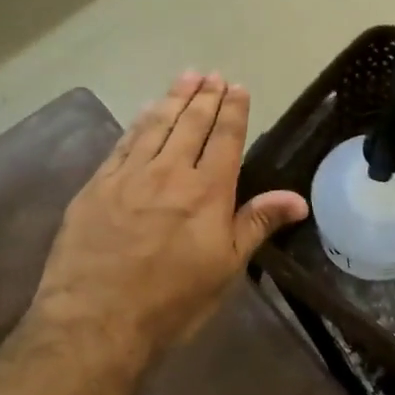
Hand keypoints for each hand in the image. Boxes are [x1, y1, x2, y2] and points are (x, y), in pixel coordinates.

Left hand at [32, 73, 308, 358]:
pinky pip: (124, 142)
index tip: (238, 87)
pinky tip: (145, 111)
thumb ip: (257, 224)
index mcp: (208, 192)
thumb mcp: (226, 267)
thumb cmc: (172, 300)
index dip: (233, 110)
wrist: (96, 319)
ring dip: (174, 98)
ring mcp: (129, 175)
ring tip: (187, 76)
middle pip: (191, 124)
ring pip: (156, 125)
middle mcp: (170, 172)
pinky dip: (139, 122)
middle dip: (205, 96)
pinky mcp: (97, 185)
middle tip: (212, 75)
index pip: (225, 138)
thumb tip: (298, 199)